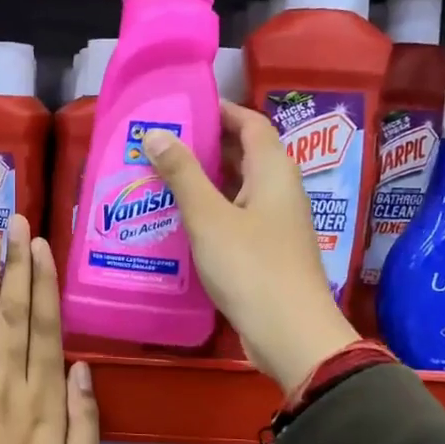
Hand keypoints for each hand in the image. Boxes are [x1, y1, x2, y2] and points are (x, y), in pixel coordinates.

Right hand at [142, 103, 358, 392]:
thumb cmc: (250, 266)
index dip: (220, 111)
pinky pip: (237, 217)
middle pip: (245, 154)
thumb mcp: (208, 217)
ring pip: (239, 189)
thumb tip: (155, 132)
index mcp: (274, 171)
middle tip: (161, 144)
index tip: (182, 109)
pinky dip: (211, 211)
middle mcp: (280, 191)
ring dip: (206, 181)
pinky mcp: (268, 252)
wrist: (289, 333)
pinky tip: (181, 221)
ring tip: (162, 178)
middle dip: (206, 146)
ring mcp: (276, 223)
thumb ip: (182, 174)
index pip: (251, 123)